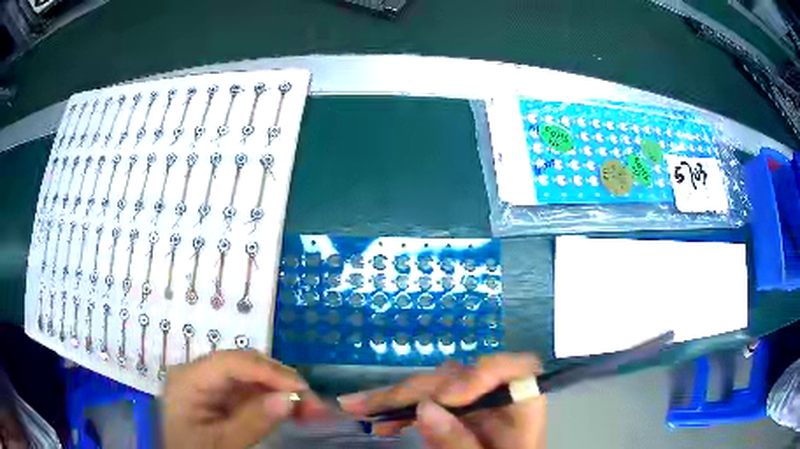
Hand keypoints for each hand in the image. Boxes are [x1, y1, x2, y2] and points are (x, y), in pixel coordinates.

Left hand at [162, 350, 328, 448]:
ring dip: (283, 391)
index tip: (302, 389)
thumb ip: (252, 422)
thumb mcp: (223, 445)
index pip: (229, 363)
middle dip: (280, 381)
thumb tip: (288, 399)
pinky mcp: (221, 396)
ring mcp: (210, 384)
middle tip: (314, 403)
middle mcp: (198, 374)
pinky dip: (275, 400)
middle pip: (243, 365)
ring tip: (312, 409)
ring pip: (252, 377)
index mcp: (188, 380)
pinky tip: (295, 410)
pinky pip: (251, 391)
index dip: (267, 371)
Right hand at [339, 353, 545, 448]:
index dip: (483, 373)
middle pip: (462, 378)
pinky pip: (430, 403)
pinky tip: (379, 419)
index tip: (447, 396)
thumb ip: (459, 442)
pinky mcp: (459, 412)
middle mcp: (500, 397)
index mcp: (523, 407)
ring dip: (398, 397)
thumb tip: (425, 407)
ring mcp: (478, 403)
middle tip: (368, 404)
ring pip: (437, 387)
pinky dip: (403, 411)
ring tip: (360, 408)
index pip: (517, 368)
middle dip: (413, 390)